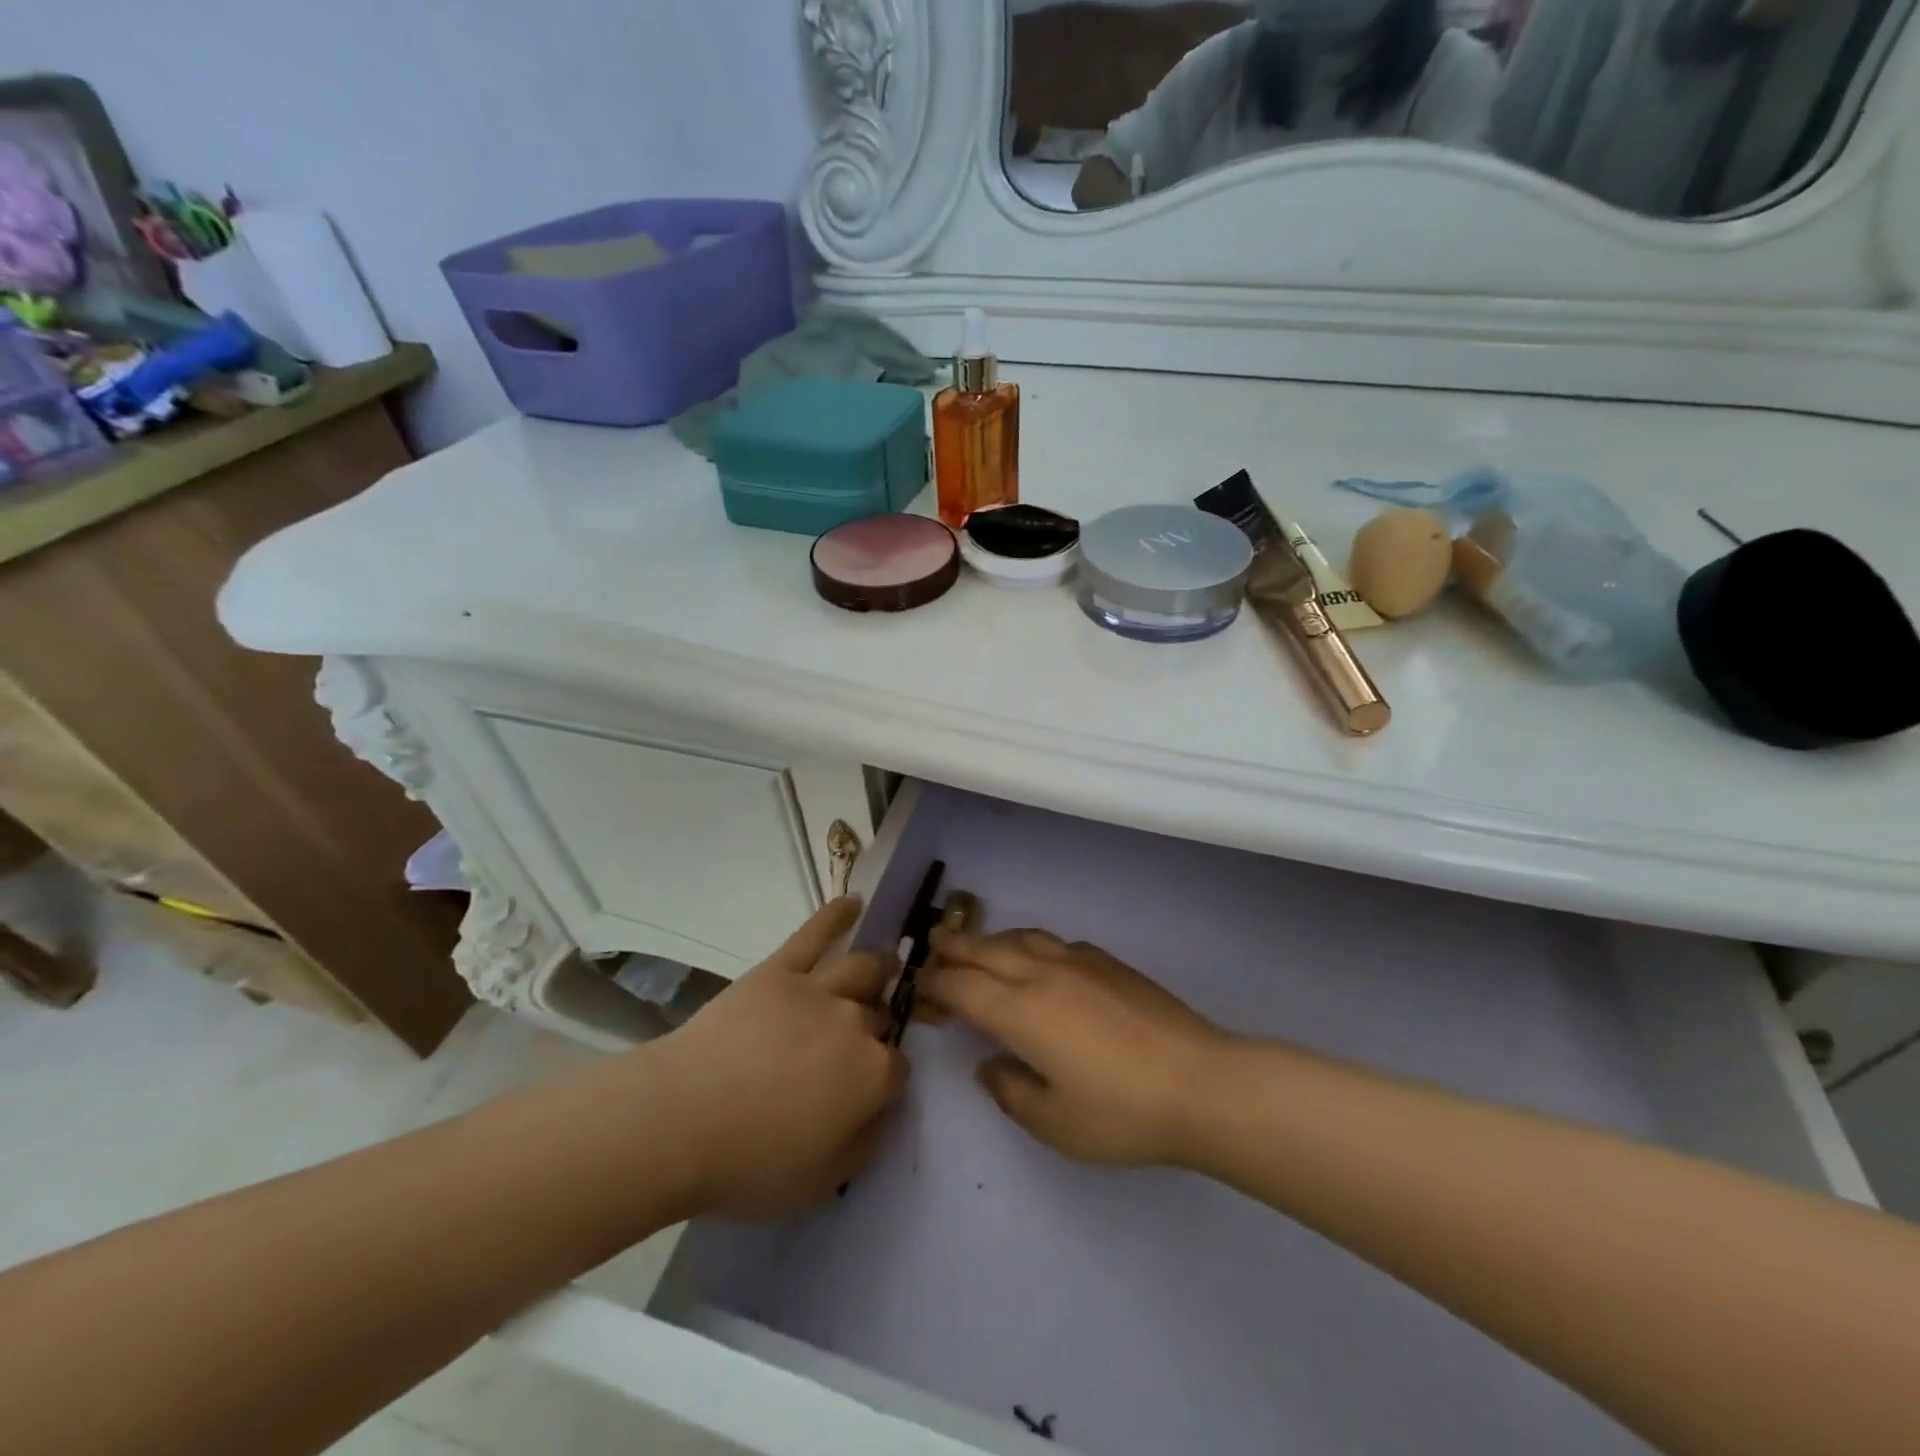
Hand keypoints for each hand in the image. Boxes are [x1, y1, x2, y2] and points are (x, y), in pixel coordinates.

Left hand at [651, 898, 907, 1217]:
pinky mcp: (780, 970)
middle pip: (879, 1016)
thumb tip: (883, 1112)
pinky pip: (814, 934)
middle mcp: (856, 1022)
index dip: (886, 1080)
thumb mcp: (822, 1182)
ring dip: (879, 966)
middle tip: (861, 1039)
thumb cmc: (750, 1163)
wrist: (681, 1119)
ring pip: (863, 968)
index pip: (898, 1068)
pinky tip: (854, 901)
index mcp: (872, 1074)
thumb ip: (865, 1143)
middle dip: (877, 1025)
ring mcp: (818, 989)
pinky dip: (836, 916)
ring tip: (885, 964)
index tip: (868, 1093)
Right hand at [921, 930, 1226, 1167]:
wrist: (1201, 1083)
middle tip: (933, 947)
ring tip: (979, 948)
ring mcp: (1079, 962)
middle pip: (987, 950)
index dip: (937, 985)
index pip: (964, 988)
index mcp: (1022, 1013)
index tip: (920, 987)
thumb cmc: (1122, 1113)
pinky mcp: (1109, 963)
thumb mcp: (1056, 1123)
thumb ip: (1011, 1092)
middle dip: (955, 948)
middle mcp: (1044, 975)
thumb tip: (988, 1065)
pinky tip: (1038, 959)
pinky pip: (1056, 942)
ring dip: (992, 940)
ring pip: (1023, 937)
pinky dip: (1031, 944)